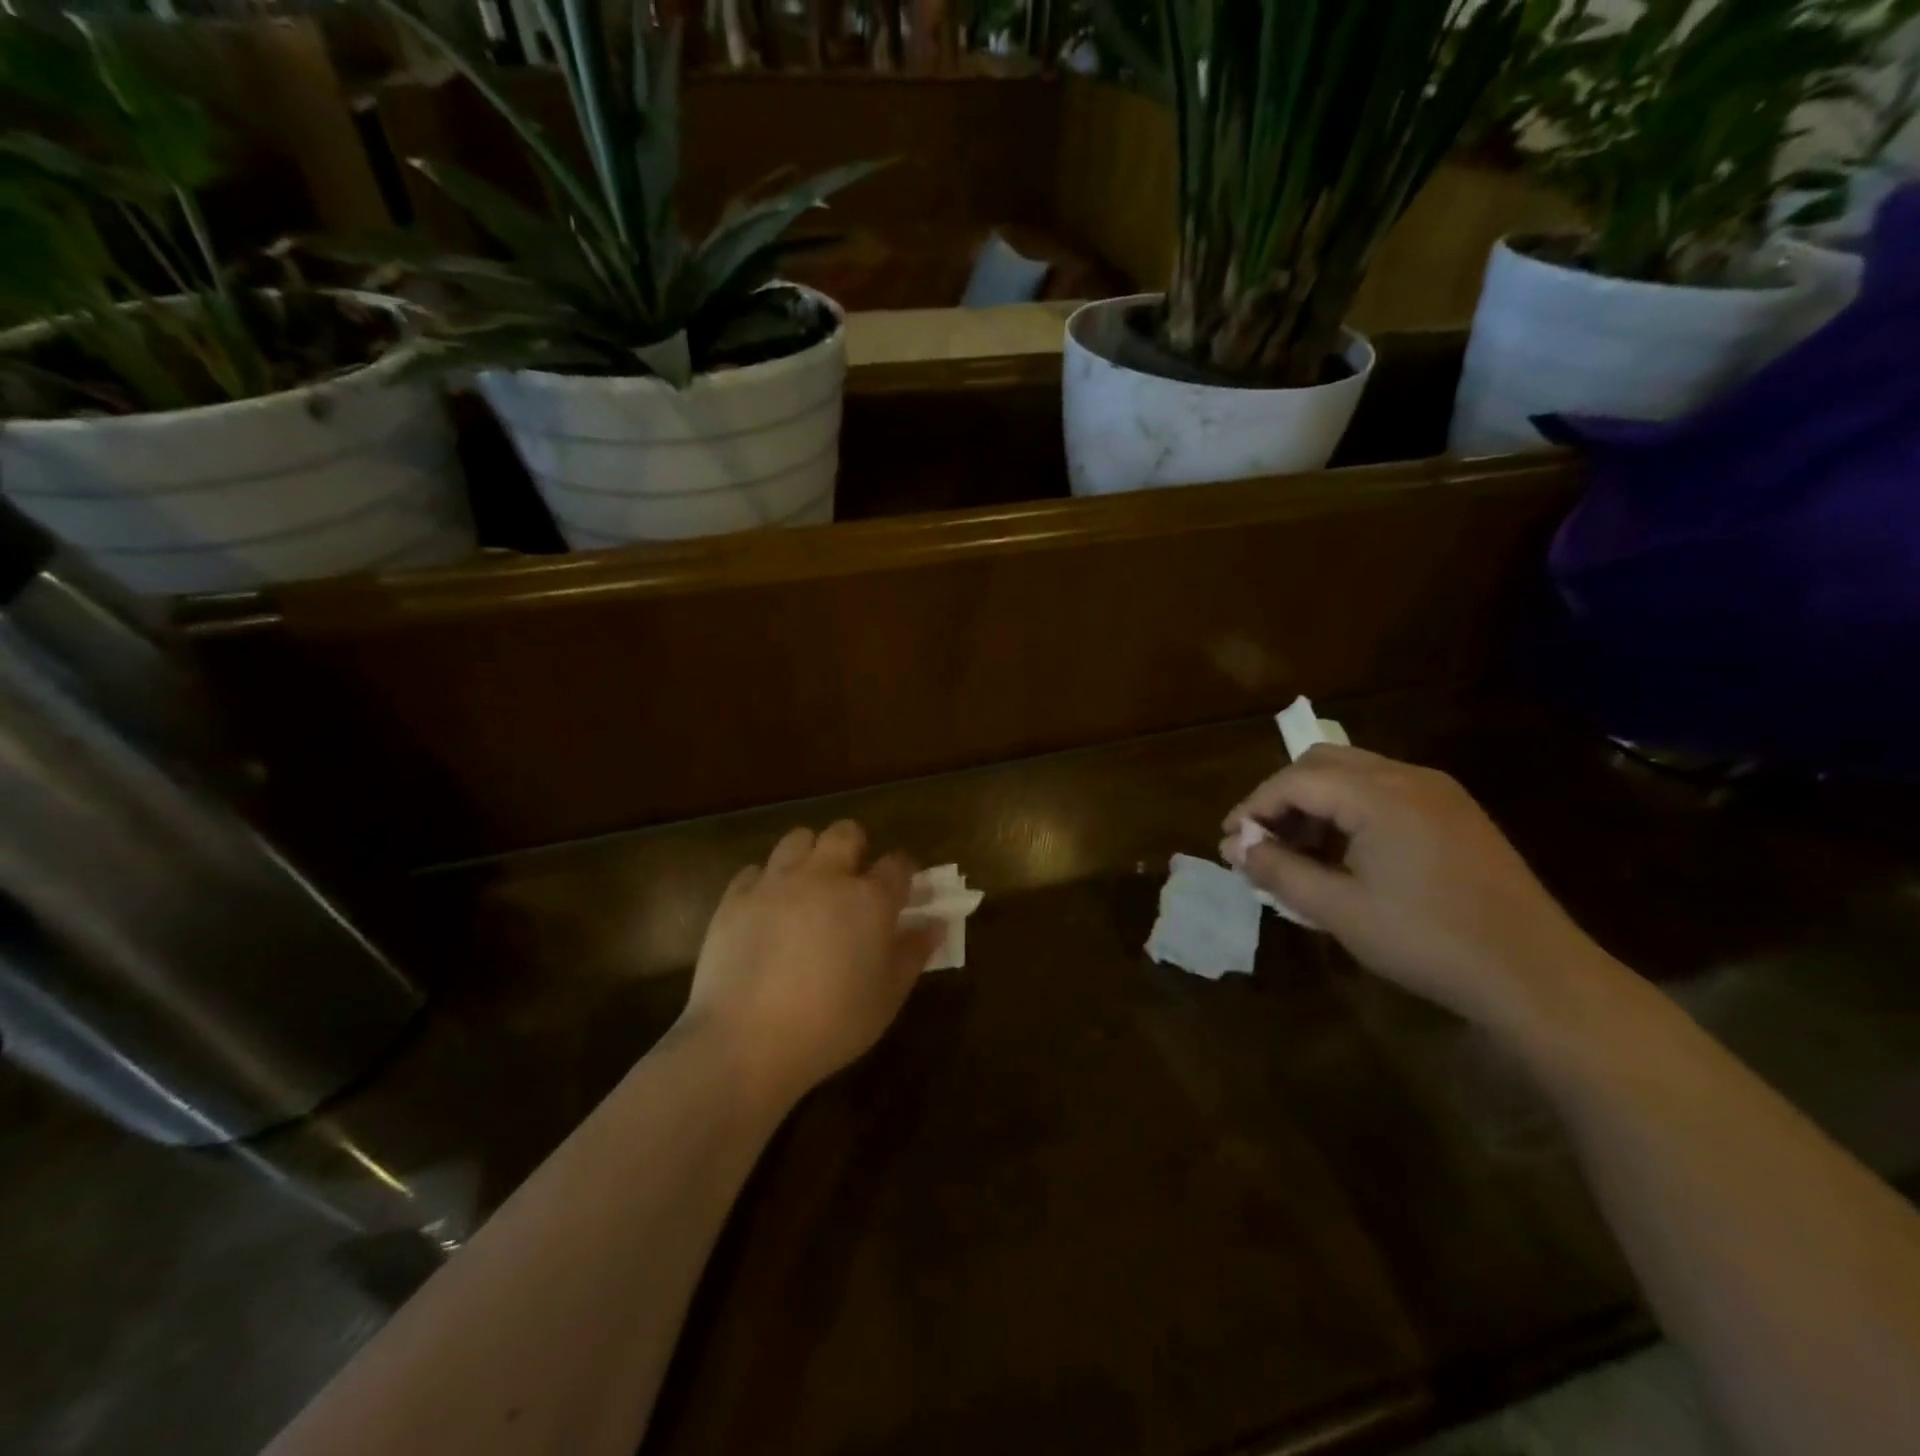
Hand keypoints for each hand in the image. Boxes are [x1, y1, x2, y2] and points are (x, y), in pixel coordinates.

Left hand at [682, 821, 941, 1104]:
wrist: (746, 1041)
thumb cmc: (831, 1024)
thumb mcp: (887, 997)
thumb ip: (913, 954)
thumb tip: (934, 925)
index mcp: (869, 899)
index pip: (898, 864)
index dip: (906, 873)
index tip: (905, 892)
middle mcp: (825, 876)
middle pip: (845, 833)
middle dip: (855, 847)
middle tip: (853, 881)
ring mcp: (776, 882)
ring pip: (798, 839)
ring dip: (810, 855)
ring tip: (808, 887)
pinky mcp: (736, 897)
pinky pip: (756, 870)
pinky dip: (766, 882)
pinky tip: (767, 910)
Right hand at [1221, 745, 1612, 1033]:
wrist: (1536, 975)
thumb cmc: (1427, 941)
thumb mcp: (1338, 910)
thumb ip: (1279, 871)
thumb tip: (1235, 848)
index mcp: (1378, 794)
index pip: (1294, 781)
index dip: (1253, 807)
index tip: (1230, 842)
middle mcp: (1408, 777)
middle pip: (1322, 763)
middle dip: (1282, 797)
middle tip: (1262, 841)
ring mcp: (1439, 792)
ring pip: (1354, 774)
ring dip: (1316, 803)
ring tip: (1299, 852)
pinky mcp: (1456, 813)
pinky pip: (1385, 792)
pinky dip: (1350, 811)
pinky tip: (1345, 854)